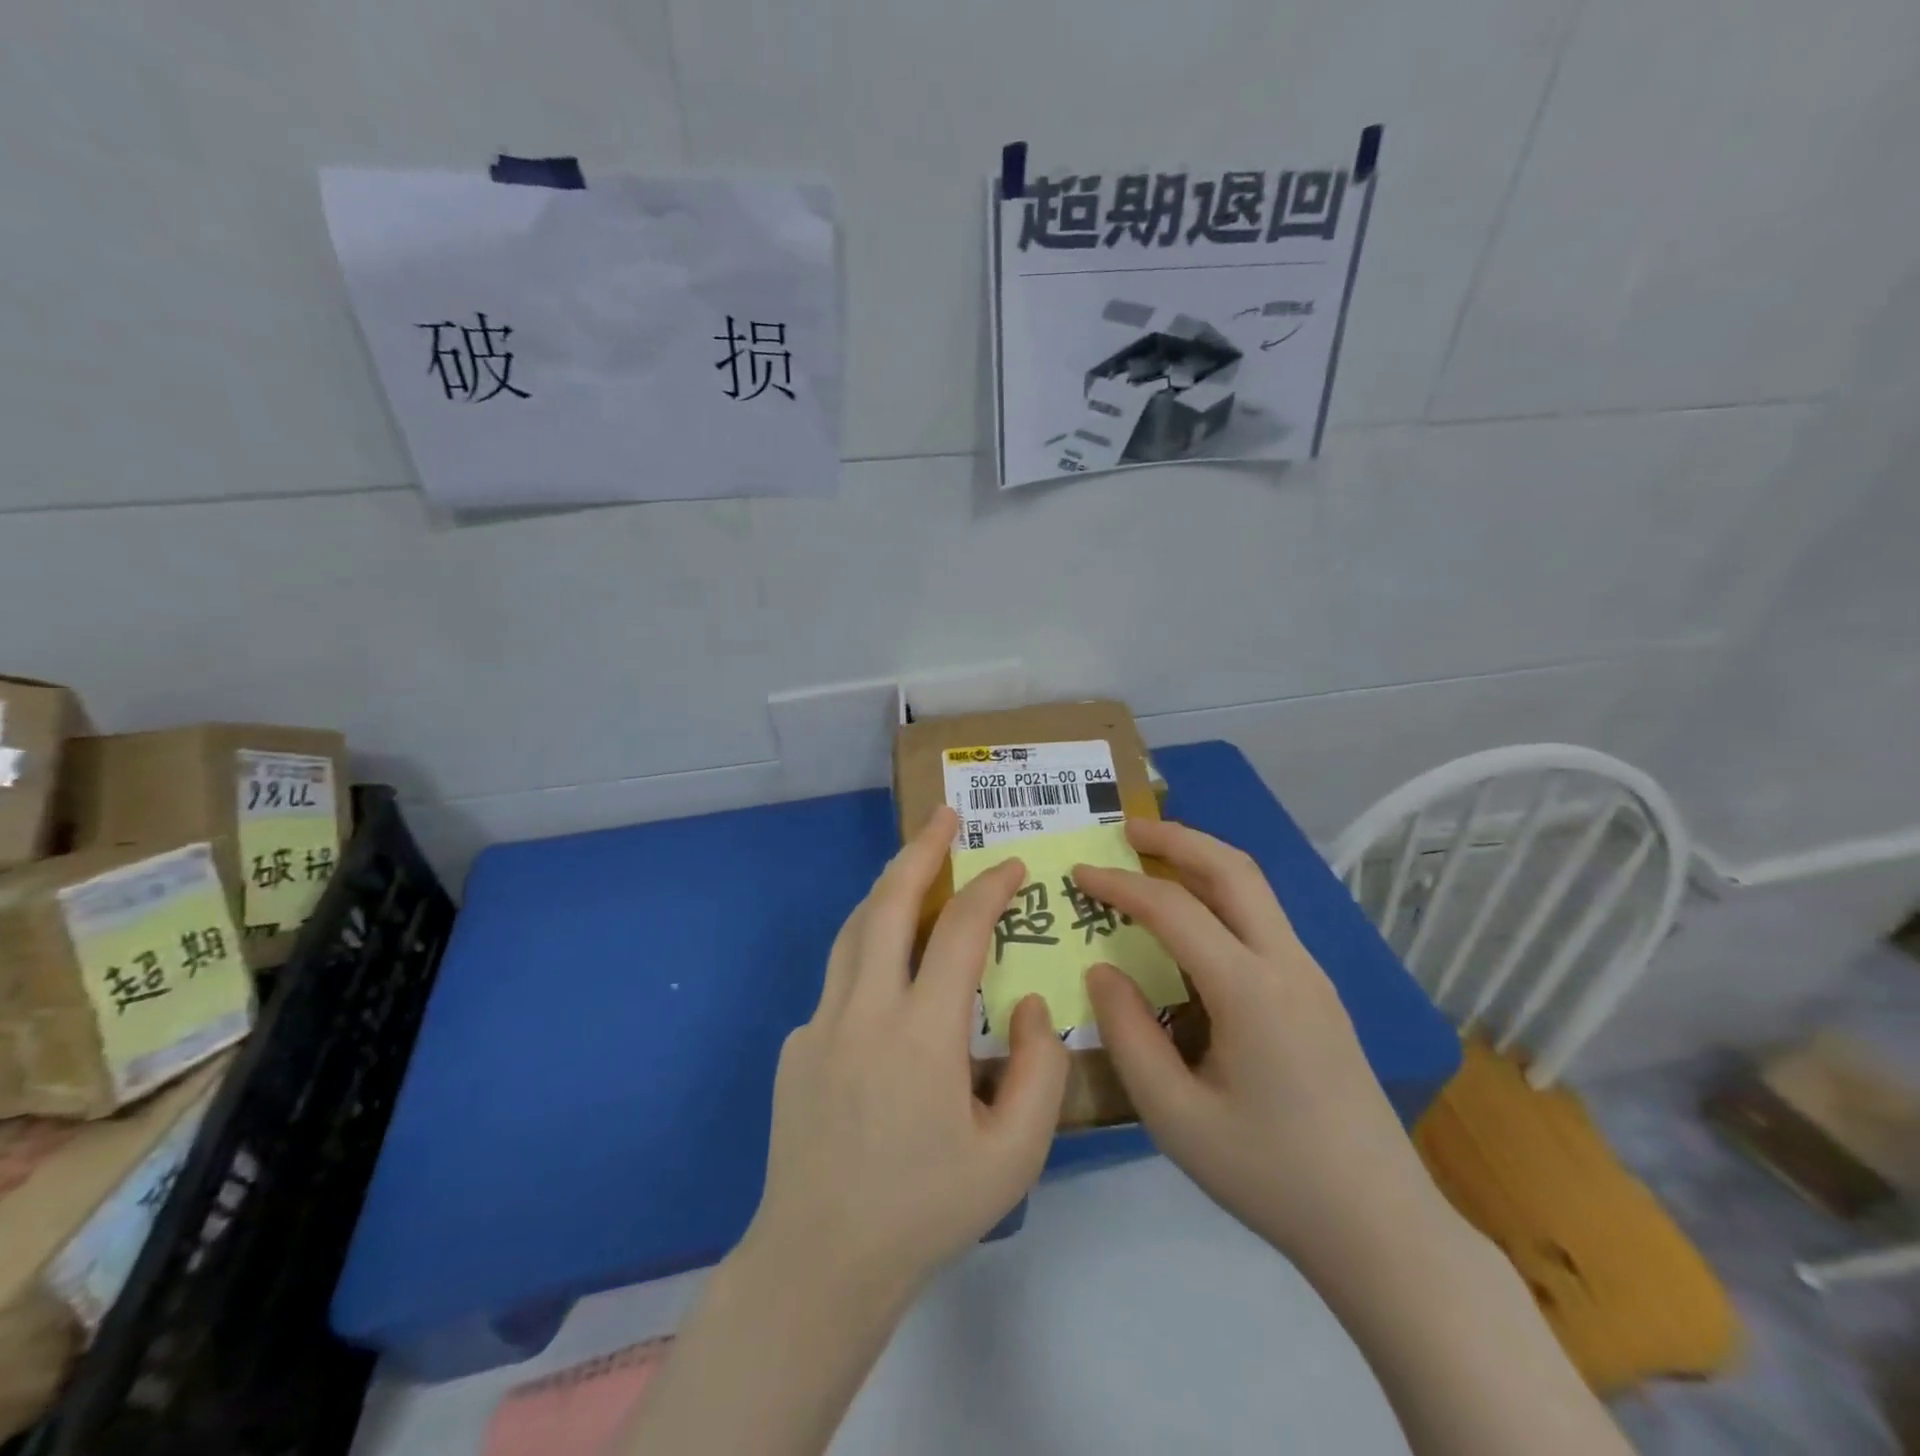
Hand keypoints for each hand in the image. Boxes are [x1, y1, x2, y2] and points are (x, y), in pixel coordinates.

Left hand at [745, 805, 1069, 1302]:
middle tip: (943, 815)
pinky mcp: (796, 1044)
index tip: (1011, 865)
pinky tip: (888, 974)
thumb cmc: (925, 1210)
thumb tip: (1025, 1003)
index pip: (959, 933)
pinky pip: (838, 980)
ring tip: (914, 865)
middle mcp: (863, 1011)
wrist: (819, 1262)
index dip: (988, 889)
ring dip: (886, 887)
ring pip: (853, 930)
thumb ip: (1038, 1070)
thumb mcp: (1013, 1155)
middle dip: (920, 850)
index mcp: (920, 1034)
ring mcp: (819, 1023)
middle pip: (888, 904)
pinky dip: (868, 952)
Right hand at [1074, 819, 1440, 1273]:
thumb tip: (1102, 970)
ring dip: (1203, 860)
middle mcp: (1288, 965)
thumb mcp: (1176, 1118)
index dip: (1120, 885)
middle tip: (1126, 828)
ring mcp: (1312, 976)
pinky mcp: (1319, 994)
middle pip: (1233, 869)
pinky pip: (1263, 921)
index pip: (1174, 910)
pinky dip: (1222, 895)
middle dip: (1176, 838)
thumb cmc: (1271, 1176)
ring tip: (1154, 858)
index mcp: (1251, 991)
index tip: (1079, 873)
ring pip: (1255, 889)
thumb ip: (1129, 1036)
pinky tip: (1194, 922)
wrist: (1382, 1227)